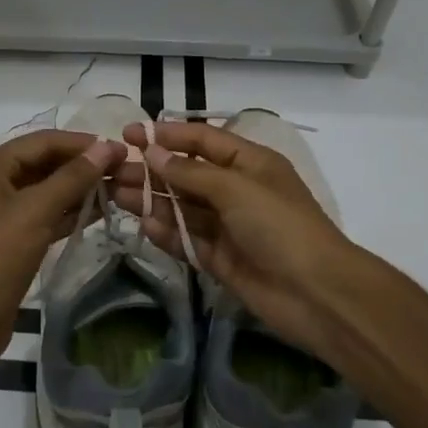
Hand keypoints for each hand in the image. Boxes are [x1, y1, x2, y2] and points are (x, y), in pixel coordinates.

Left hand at [0, 129, 124, 382]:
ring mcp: (2, 211)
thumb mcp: (35, 212)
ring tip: (121, 188)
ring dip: (81, 188)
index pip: (44, 141)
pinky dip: (71, 211)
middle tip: (125, 169)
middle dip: (84, 165)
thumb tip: (106, 147)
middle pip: (46, 162)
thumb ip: (72, 177)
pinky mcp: (13, 238)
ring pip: (48, 189)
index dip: (82, 143)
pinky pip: (46, 214)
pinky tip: (102, 211)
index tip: (120, 149)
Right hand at [111, 121, 369, 363]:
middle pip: (186, 174)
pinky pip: (187, 239)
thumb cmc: (280, 225)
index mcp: (248, 162)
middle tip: (111, 170)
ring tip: (114, 194)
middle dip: (151, 169)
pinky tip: (144, 226)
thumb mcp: (235, 188)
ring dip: (151, 199)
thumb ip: (190, 173)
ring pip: (181, 207)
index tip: (129, 134)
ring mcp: (227, 226)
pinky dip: (166, 232)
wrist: (316, 294)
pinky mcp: (219, 258)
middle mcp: (235, 190)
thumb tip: (152, 153)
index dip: (166, 135)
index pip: (201, 141)